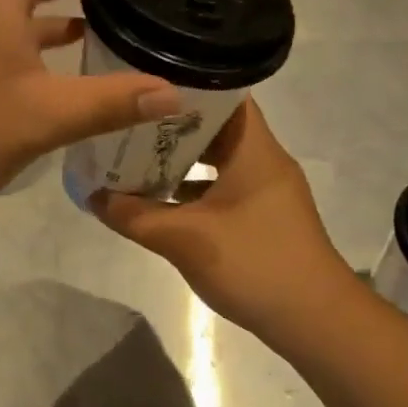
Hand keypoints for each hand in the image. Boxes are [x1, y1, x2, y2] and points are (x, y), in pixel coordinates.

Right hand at [92, 101, 349, 338]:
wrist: (314, 321)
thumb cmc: (254, 264)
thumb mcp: (184, 239)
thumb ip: (134, 216)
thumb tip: (93, 197)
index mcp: (254, 150)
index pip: (224, 96)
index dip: (185, 86)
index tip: (144, 85)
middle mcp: (263, 162)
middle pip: (215, 128)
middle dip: (169, 126)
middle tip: (126, 122)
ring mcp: (264, 192)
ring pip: (216, 162)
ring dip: (178, 161)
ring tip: (132, 157)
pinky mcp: (262, 218)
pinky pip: (220, 189)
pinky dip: (190, 191)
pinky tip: (157, 202)